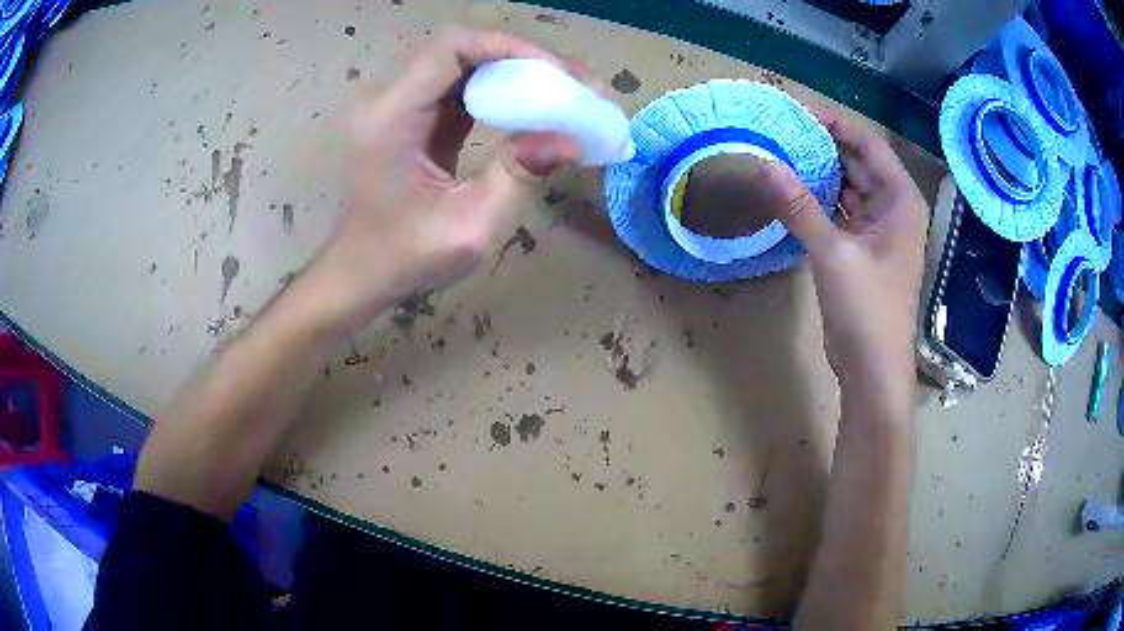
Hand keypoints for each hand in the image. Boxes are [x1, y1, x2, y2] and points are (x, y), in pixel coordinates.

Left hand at [311, 28, 581, 331]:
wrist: (361, 272)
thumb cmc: (405, 258)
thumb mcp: (469, 227)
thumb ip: (516, 176)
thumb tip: (569, 139)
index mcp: (391, 117)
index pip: (451, 48)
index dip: (510, 47)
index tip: (560, 73)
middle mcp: (388, 99)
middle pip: (459, 47)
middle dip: (520, 57)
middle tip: (572, 82)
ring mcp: (397, 104)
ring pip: (462, 61)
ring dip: (513, 69)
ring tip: (561, 90)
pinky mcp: (412, 114)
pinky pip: (459, 83)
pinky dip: (498, 86)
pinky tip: (531, 103)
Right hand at [758, 109, 928, 412]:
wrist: (873, 372)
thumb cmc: (868, 311)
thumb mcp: (833, 254)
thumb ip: (799, 207)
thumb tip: (762, 164)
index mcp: (900, 200)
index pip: (867, 143)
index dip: (833, 123)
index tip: (794, 111)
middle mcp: (893, 208)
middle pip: (856, 162)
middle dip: (821, 146)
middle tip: (777, 131)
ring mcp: (877, 230)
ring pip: (846, 187)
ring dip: (817, 173)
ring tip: (777, 154)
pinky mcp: (860, 250)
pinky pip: (839, 212)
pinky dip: (817, 201)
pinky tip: (789, 192)